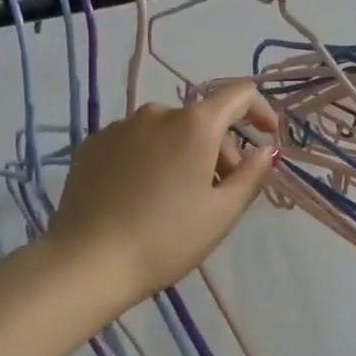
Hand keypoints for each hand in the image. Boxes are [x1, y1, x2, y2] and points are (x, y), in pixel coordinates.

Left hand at [48, 80, 279, 311]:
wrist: (88, 261)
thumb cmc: (167, 238)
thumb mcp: (222, 213)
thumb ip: (251, 175)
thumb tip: (264, 150)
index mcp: (194, 124)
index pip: (238, 94)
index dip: (260, 109)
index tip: (267, 135)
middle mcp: (156, 113)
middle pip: (201, 119)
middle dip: (220, 148)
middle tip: (221, 191)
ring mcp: (119, 126)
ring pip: (167, 131)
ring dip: (183, 153)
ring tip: (178, 197)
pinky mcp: (92, 144)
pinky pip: (135, 142)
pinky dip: (150, 158)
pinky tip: (142, 196)